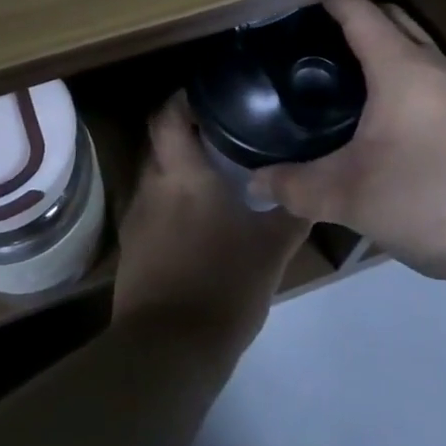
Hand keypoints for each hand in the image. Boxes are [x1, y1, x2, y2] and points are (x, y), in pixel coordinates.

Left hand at [112, 95, 309, 362]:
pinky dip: (173, 204)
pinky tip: (199, 221)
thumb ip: (292, 211)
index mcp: (182, 174)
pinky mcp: (132, 248)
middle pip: (161, 142)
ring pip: (157, 177)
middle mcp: (152, 186)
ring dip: (180, 171)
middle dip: (188, 134)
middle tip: (226, 134)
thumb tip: (313, 185)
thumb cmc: (224, 285)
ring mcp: (137, 218)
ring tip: (217, 176)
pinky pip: (153, 209)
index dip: (183, 97)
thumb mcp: (272, 249)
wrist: (169, 351)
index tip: (211, 94)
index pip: (167, 114)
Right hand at [249, 0, 445, 283]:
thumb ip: (297, 187)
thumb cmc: (432, 199)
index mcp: (400, 66)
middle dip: (352, 17)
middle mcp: (433, 65)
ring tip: (339, 74)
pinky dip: (400, 77)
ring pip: (413, 48)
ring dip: (380, 48)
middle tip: (309, 38)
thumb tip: (254, 184)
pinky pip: (429, 78)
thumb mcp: (352, 196)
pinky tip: (383, 118)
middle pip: (389, 19)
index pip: (357, 10)